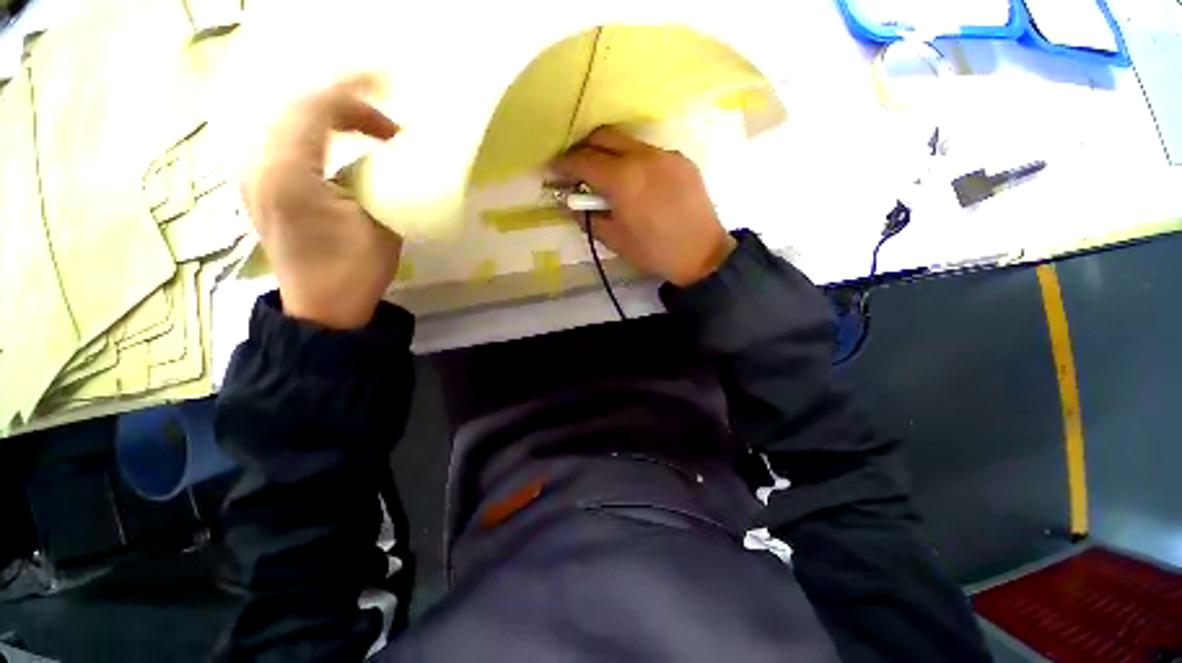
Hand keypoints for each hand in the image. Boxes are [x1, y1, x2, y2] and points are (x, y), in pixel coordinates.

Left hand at [241, 75, 401, 328]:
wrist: (321, 309)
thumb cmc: (354, 272)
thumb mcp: (380, 225)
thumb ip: (380, 181)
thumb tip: (388, 153)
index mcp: (288, 173)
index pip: (315, 108)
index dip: (355, 94)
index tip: (392, 95)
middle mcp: (259, 165)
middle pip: (295, 107)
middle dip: (343, 100)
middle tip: (383, 114)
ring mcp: (252, 175)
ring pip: (286, 120)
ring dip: (327, 113)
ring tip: (364, 124)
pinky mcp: (259, 186)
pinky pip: (281, 139)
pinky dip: (312, 130)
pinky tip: (335, 139)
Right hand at [553, 127, 735, 286]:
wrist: (702, 254)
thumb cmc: (654, 252)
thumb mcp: (615, 240)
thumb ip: (589, 217)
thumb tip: (573, 203)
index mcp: (623, 180)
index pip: (584, 160)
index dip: (564, 164)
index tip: (553, 170)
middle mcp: (643, 157)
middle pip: (603, 136)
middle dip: (583, 148)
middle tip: (576, 168)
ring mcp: (665, 154)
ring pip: (627, 141)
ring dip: (609, 152)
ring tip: (604, 174)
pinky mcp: (681, 159)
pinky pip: (648, 151)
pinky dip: (633, 160)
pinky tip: (635, 181)